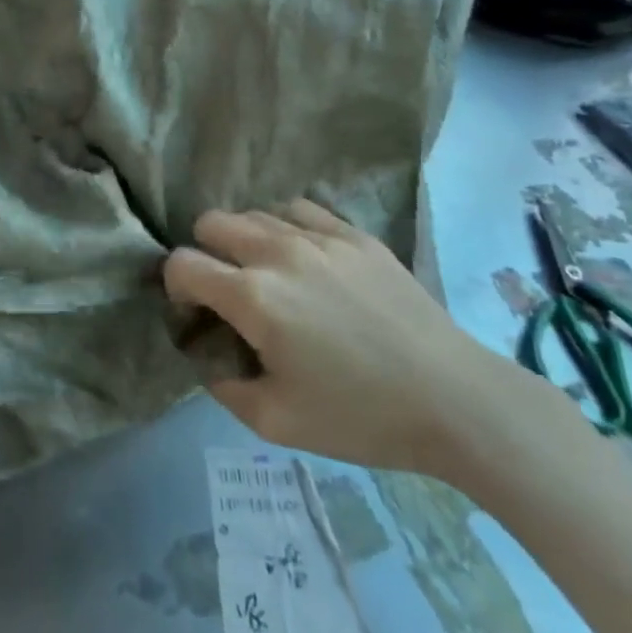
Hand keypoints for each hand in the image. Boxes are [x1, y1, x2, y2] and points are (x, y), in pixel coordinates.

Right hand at [165, 201, 538, 476]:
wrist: (456, 401)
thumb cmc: (361, 416)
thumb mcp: (274, 422)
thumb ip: (222, 385)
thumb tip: (208, 356)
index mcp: (252, 297)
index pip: (182, 263)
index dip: (175, 287)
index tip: (195, 314)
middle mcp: (278, 252)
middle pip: (211, 222)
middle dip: (204, 254)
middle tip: (228, 293)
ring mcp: (321, 237)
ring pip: (254, 212)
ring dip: (244, 241)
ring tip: (268, 276)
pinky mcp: (356, 235)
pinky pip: (300, 210)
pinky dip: (285, 228)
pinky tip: (303, 259)